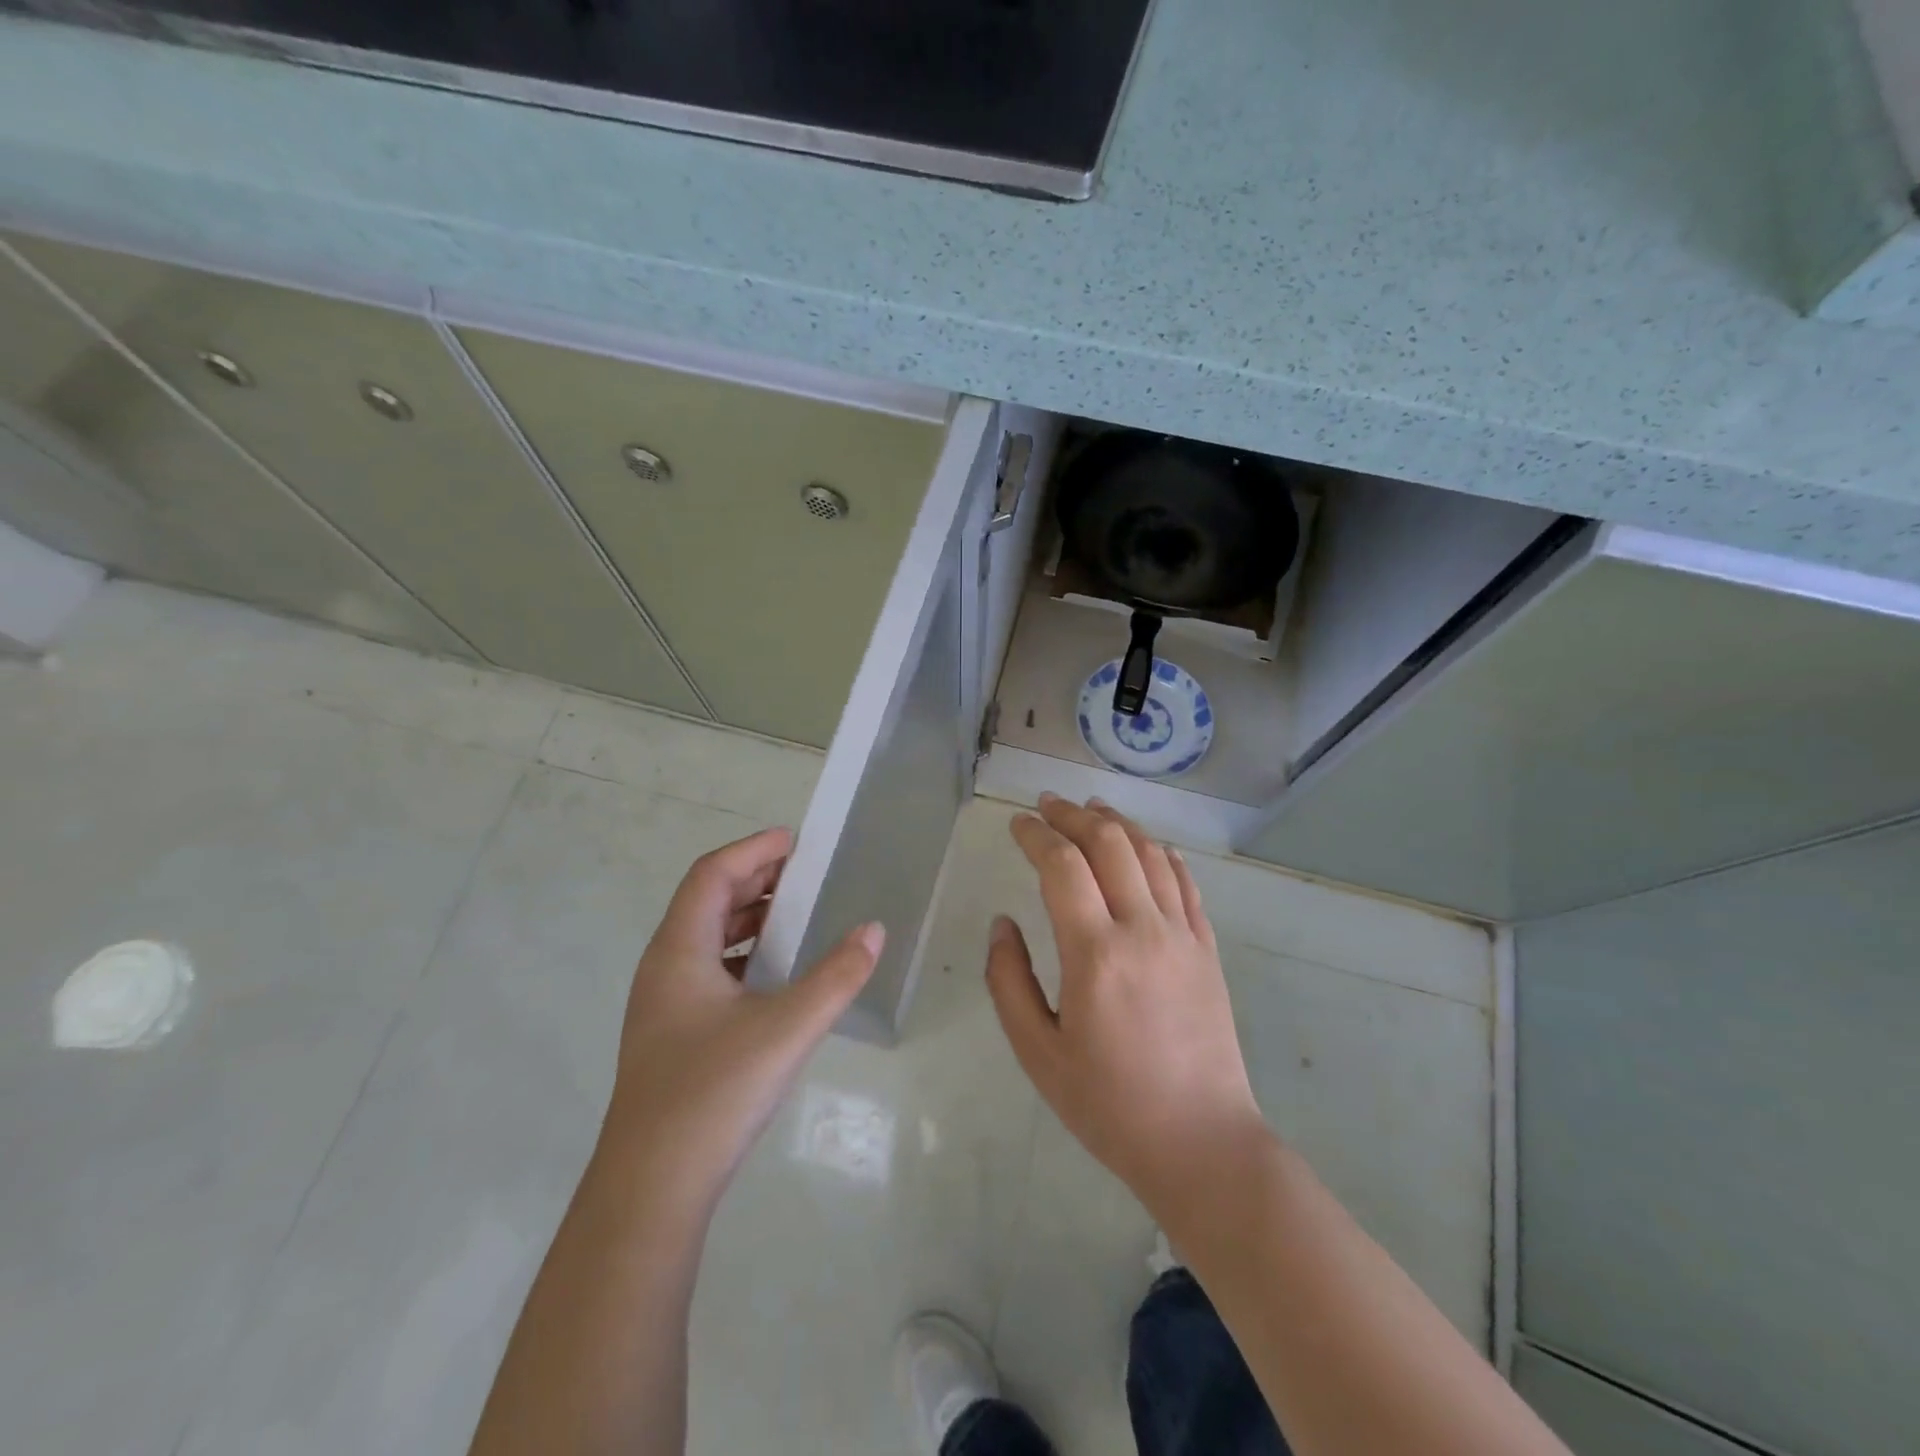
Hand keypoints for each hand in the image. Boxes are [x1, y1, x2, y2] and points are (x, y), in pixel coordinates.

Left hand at [604, 827, 884, 1196]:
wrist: (650, 1190)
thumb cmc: (714, 1093)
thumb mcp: (787, 1028)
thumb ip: (836, 976)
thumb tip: (873, 930)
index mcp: (679, 951)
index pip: (712, 875)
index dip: (752, 850)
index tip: (796, 841)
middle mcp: (664, 968)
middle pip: (707, 901)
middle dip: (755, 879)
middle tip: (805, 873)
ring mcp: (664, 1005)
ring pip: (707, 938)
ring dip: (749, 918)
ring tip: (797, 914)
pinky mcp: (672, 1036)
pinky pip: (710, 970)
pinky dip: (744, 955)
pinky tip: (775, 975)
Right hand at [986, 795, 1271, 1215]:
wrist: (1202, 1143)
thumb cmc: (1109, 1105)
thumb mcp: (1038, 1054)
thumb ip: (1008, 981)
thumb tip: (1002, 923)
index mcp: (1095, 953)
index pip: (1061, 864)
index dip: (1035, 834)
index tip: (1016, 823)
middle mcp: (1143, 929)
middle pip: (1109, 842)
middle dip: (1073, 814)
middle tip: (1047, 805)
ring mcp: (1183, 935)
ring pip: (1151, 853)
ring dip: (1118, 823)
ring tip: (1091, 808)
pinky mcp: (1207, 949)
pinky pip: (1186, 883)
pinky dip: (1162, 853)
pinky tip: (1148, 846)